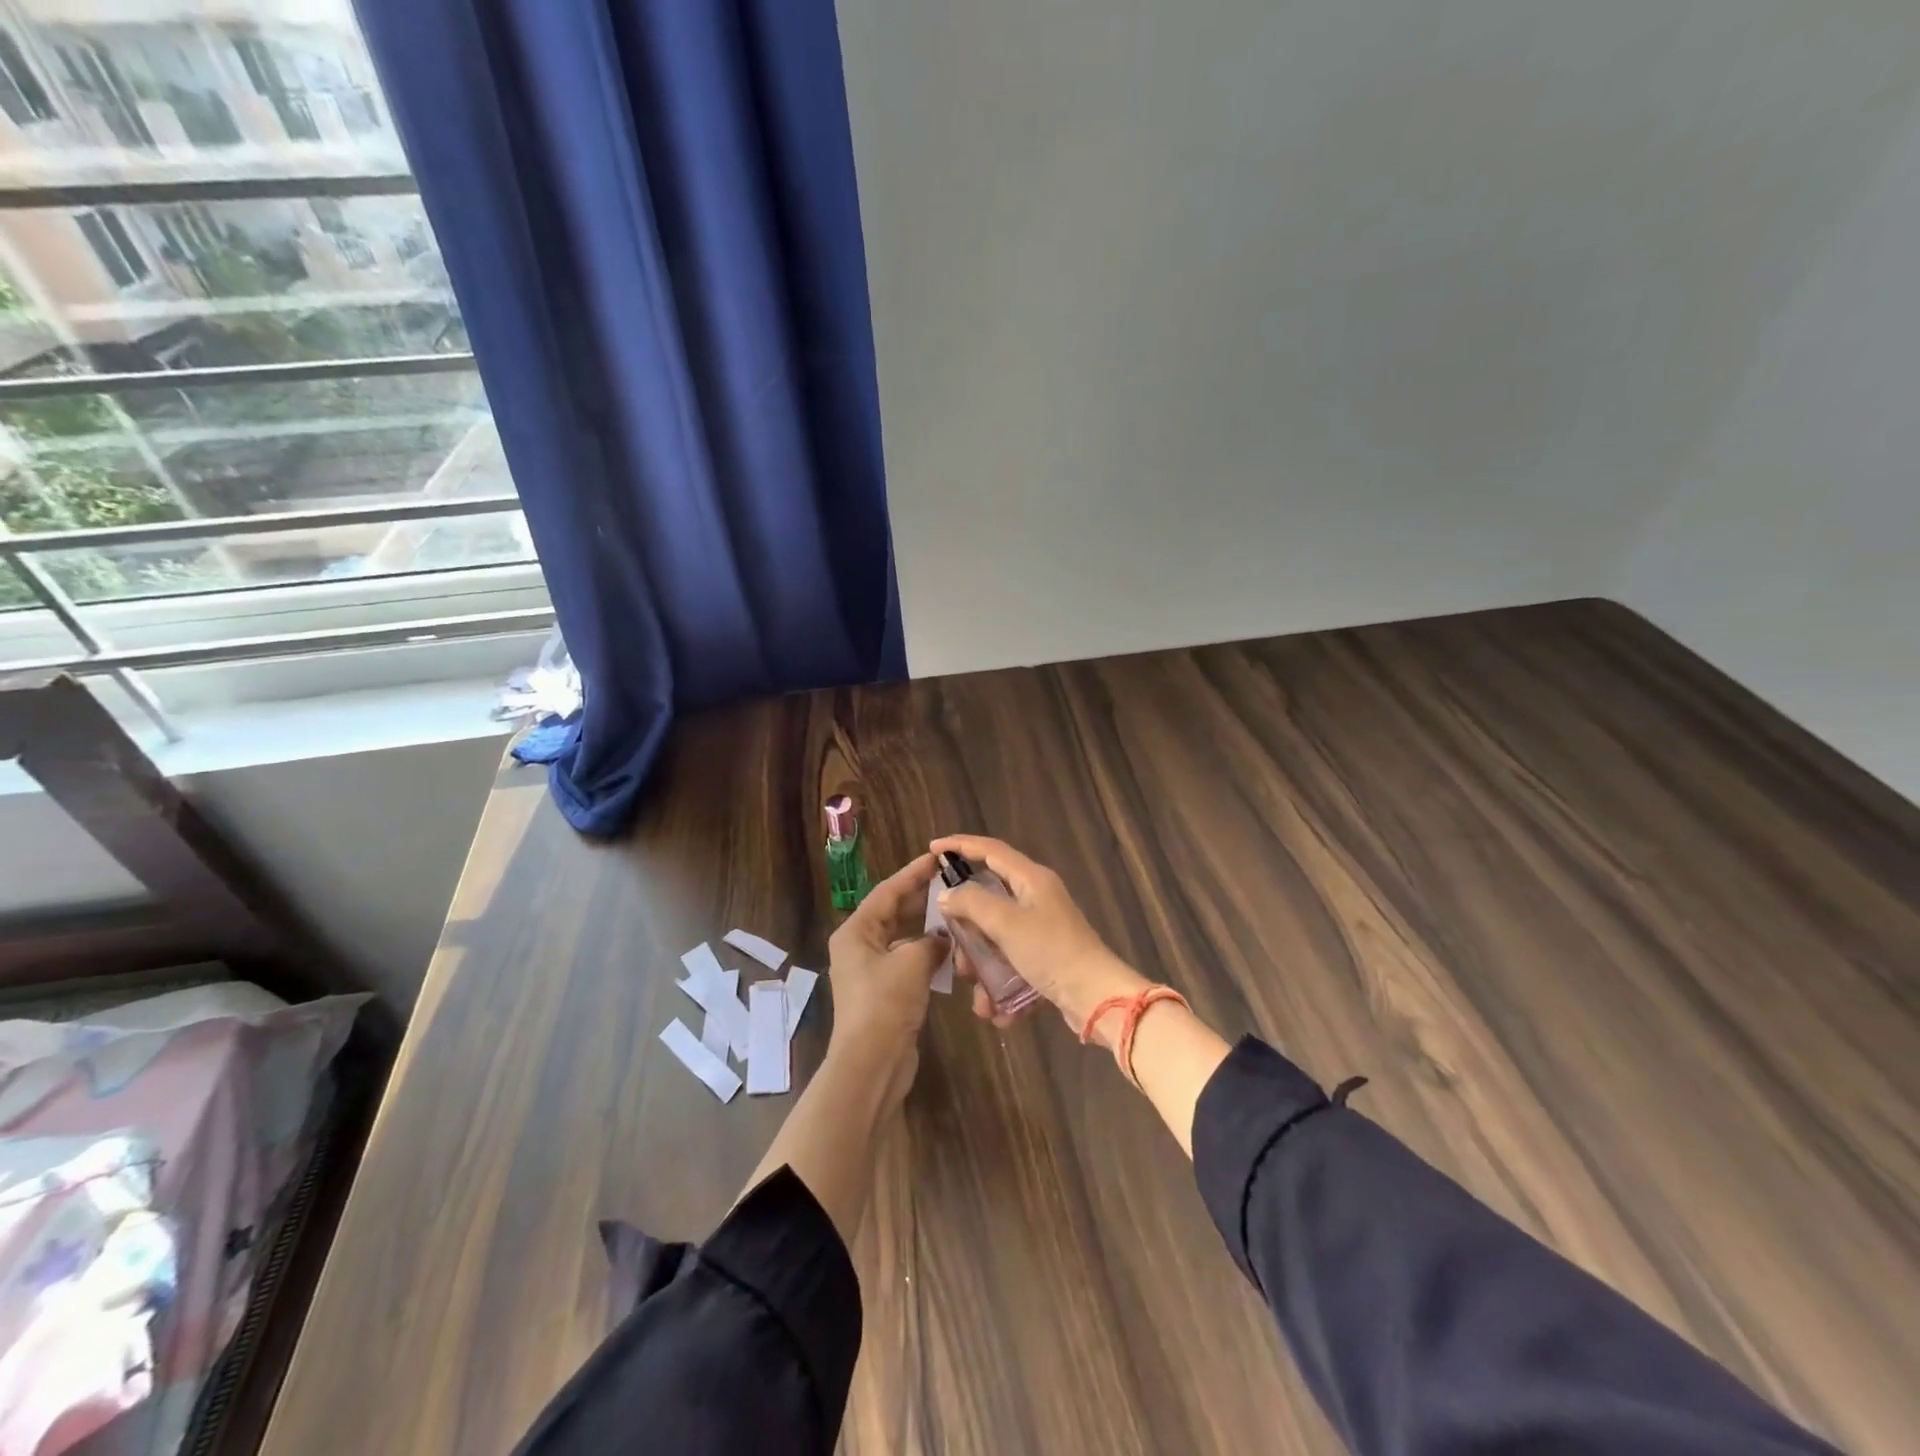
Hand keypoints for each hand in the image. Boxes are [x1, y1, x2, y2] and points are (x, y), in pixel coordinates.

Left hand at [825, 853, 947, 1101]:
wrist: (871, 1064)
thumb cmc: (885, 1003)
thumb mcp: (912, 962)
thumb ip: (931, 941)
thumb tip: (943, 939)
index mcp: (855, 932)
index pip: (887, 892)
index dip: (913, 873)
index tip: (937, 858)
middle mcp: (858, 946)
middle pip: (893, 912)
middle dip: (921, 897)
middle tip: (951, 881)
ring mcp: (870, 971)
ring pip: (902, 937)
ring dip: (926, 926)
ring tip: (955, 911)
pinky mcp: (884, 992)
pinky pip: (907, 961)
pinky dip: (926, 952)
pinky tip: (950, 949)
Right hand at [929, 834, 1148, 1042]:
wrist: (1096, 998)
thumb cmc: (1051, 951)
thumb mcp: (1005, 923)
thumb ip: (972, 902)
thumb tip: (948, 895)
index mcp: (1031, 878)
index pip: (990, 850)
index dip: (960, 845)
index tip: (933, 848)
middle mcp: (1037, 898)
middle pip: (989, 898)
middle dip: (966, 925)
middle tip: (949, 941)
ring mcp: (1042, 929)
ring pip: (996, 937)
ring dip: (980, 963)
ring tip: (975, 989)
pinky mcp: (1046, 957)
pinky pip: (1011, 964)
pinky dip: (1000, 984)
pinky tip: (995, 1010)